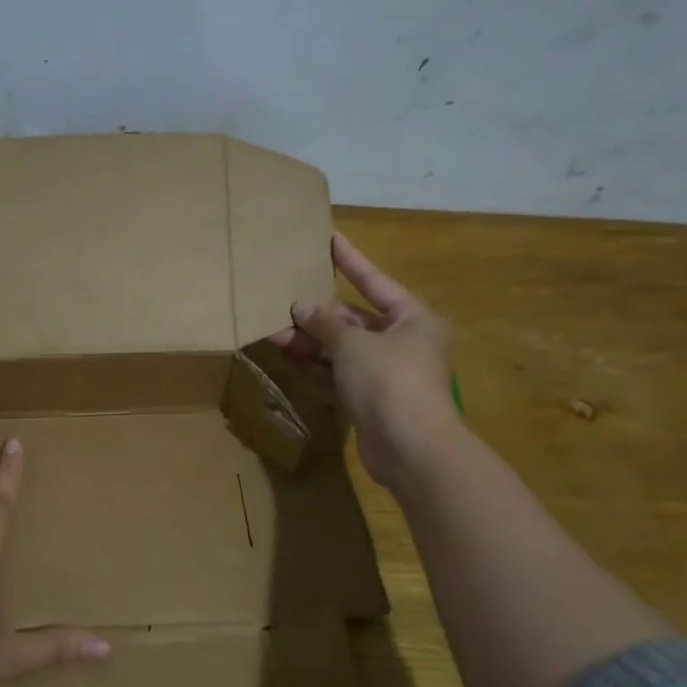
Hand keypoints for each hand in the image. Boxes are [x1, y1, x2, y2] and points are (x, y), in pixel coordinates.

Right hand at [270, 231, 457, 489]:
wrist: (412, 449)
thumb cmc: (390, 381)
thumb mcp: (353, 344)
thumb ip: (325, 323)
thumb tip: (302, 307)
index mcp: (413, 318)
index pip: (374, 280)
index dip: (350, 260)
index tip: (330, 237)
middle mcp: (404, 341)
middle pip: (355, 318)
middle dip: (318, 313)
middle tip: (283, 299)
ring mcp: (387, 372)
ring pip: (343, 348)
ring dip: (311, 341)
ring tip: (273, 329)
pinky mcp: (372, 399)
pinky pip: (339, 373)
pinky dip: (316, 365)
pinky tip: (287, 355)